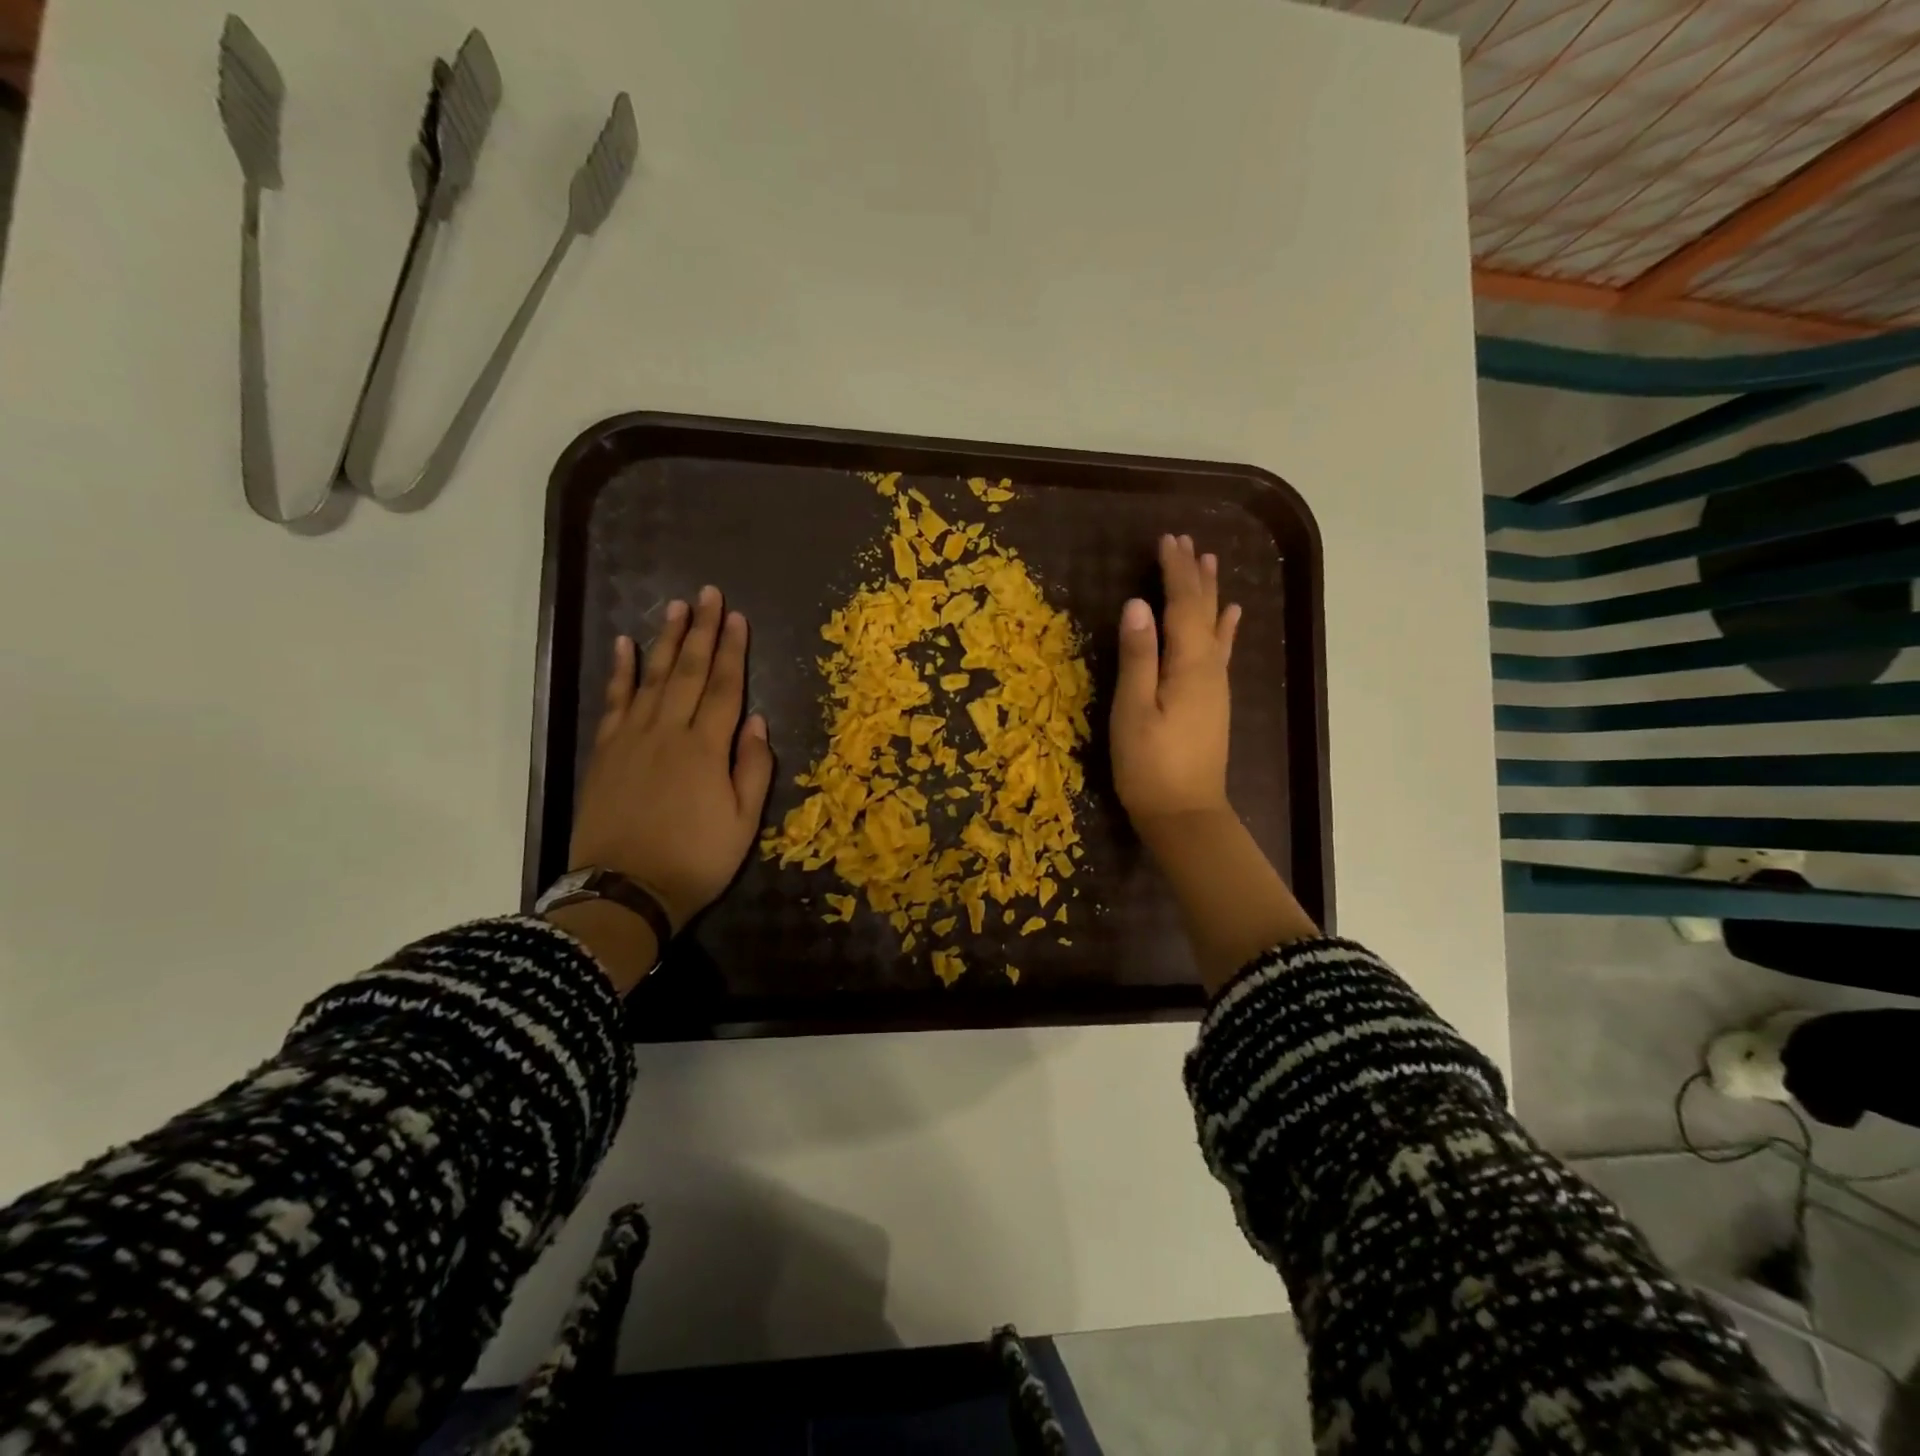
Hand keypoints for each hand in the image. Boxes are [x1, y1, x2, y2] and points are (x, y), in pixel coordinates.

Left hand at [568, 586, 773, 932]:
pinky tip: (623, 646)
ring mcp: (633, 738)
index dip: (734, 650)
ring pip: (653, 677)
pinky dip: (620, 671)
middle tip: (708, 594)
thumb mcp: (744, 823)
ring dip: (666, 640)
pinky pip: (615, 701)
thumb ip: (753, 768)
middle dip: (703, 631)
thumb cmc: (696, 860)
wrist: (625, 891)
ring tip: (676, 608)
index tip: (737, 617)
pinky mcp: (606, 751)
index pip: (726, 687)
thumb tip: (758, 722)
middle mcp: (669, 731)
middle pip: (690, 671)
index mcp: (707, 748)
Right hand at [1110, 533, 1241, 831]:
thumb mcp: (1133, 710)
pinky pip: (1221, 651)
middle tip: (1185, 540)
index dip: (1174, 571)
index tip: (1167, 539)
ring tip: (1210, 561)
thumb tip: (1137, 604)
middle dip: (1193, 574)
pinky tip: (1232, 615)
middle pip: (1202, 610)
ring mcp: (1215, 685)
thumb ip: (1138, 657)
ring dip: (1210, 592)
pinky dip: (1225, 627)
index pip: (1182, 605)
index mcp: (1188, 665)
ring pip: (1215, 626)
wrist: (1184, 815)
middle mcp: (1209, 668)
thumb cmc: (1149, 765)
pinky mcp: (1213, 702)